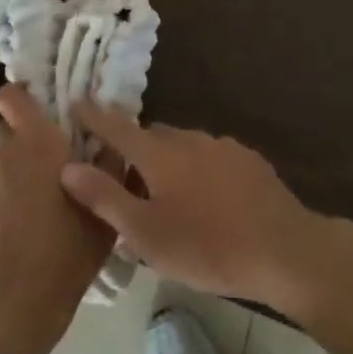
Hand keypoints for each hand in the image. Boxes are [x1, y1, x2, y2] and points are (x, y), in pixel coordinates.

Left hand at [0, 85, 114, 353]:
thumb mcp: (105, 207)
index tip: (38, 107)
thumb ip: (109, 163)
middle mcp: (5, 152)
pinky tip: (13, 230)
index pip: (13, 96)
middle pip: (10, 131)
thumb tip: (112, 136)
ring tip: (32, 208)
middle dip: (26, 142)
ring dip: (13, 175)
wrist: (20, 301)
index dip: (21, 96)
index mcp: (38, 141)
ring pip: (0, 165)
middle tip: (48, 168)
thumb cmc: (70, 247)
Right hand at [59, 101, 333, 313]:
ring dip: (166, 161)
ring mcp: (222, 146)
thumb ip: (105, 198)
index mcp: (159, 153)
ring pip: (182, 146)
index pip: (116, 126)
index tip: (76, 103)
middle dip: (132, 149)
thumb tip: (68, 166)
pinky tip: (205, 200)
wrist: (285, 250)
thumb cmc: (207, 246)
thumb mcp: (146, 234)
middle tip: (121, 178)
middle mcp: (189, 138)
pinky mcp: (248, 160)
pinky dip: (196, 170)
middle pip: (150, 136)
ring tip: (164, 196)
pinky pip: (209, 157)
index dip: (93, 116)